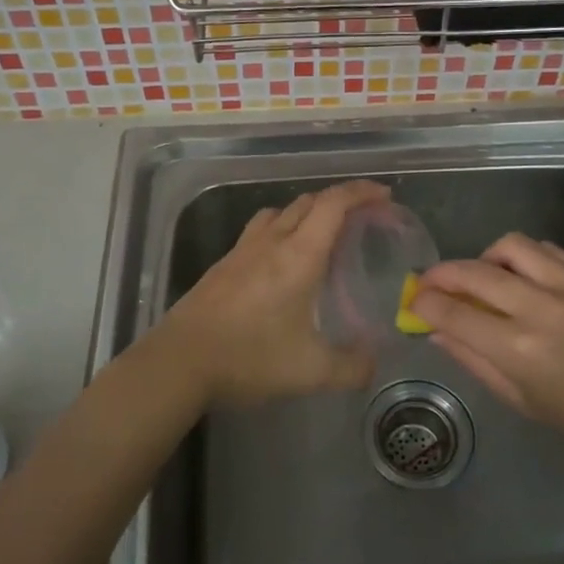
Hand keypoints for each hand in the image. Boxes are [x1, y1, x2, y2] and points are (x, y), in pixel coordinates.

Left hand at [145, 179, 390, 408]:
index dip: (361, 192)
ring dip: (307, 212)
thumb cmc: (249, 357)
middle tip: (362, 218)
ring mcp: (242, 250)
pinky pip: (259, 231)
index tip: (384, 195)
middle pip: (308, 201)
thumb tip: (373, 363)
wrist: (179, 361)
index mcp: (299, 255)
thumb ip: (351, 367)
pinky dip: (280, 230)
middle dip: (340, 201)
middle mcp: (272, 241)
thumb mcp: (311, 371)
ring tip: (322, 235)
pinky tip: (281, 262)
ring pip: (280, 212)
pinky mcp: (223, 264)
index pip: (334, 204)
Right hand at [410, 233, 563, 464]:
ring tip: (486, 278)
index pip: (452, 311)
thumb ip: (472, 358)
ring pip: (509, 246)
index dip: (424, 303)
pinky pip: (545, 250)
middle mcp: (540, 307)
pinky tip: (526, 279)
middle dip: (441, 274)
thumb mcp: (518, 398)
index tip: (414, 301)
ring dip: (485, 259)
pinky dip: (524, 260)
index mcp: (518, 348)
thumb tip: (436, 329)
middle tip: (432, 283)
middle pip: (472, 272)